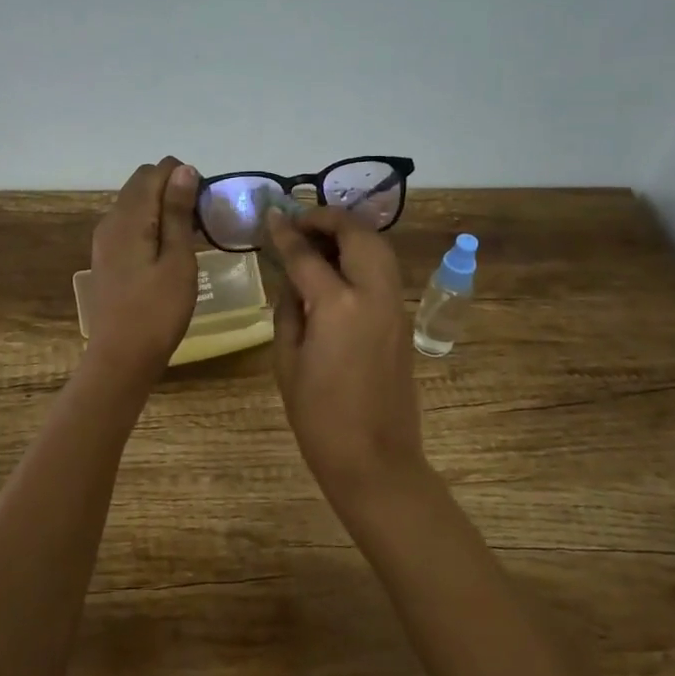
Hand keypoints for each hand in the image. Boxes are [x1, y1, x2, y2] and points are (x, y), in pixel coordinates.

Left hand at [83, 157, 200, 381]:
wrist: (121, 357)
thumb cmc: (158, 311)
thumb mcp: (178, 260)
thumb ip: (178, 212)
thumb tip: (183, 169)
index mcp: (129, 217)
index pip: (155, 171)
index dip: (183, 177)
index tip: (205, 204)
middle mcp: (111, 220)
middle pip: (141, 183)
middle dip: (172, 188)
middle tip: (201, 218)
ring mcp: (105, 239)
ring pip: (135, 203)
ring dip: (162, 206)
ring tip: (190, 234)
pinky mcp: (106, 256)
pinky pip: (129, 223)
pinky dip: (151, 223)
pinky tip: (169, 249)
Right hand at [268, 206, 424, 498]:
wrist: (374, 459)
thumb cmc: (318, 417)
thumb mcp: (287, 360)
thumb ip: (288, 309)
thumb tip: (291, 280)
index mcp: (338, 305)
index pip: (306, 254)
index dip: (286, 232)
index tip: (271, 216)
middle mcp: (373, 294)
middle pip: (357, 234)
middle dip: (329, 218)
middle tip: (300, 223)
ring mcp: (394, 305)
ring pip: (378, 247)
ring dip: (349, 233)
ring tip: (318, 240)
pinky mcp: (403, 319)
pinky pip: (383, 271)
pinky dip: (362, 255)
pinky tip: (337, 269)